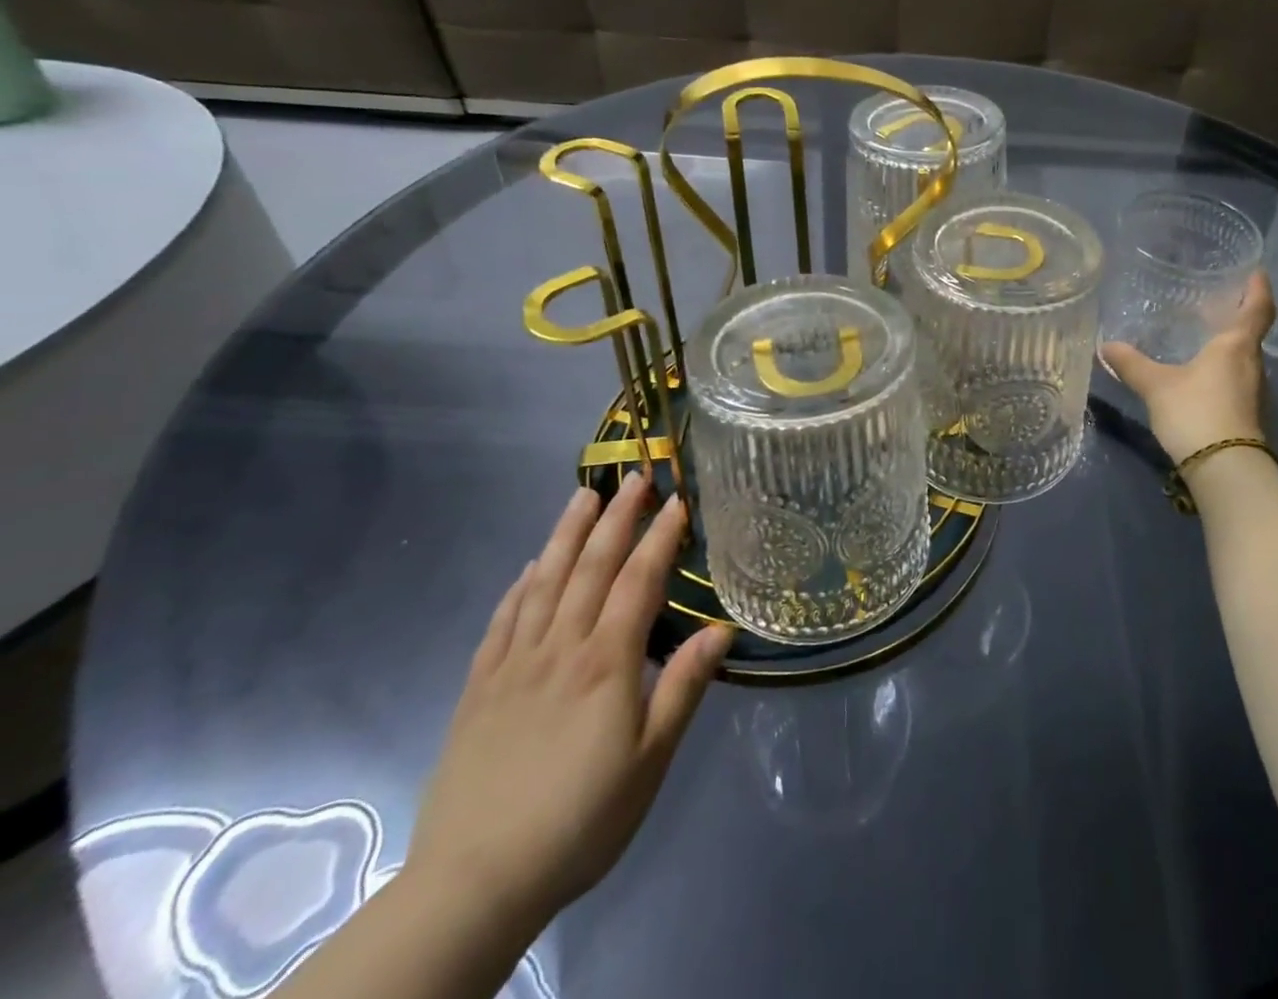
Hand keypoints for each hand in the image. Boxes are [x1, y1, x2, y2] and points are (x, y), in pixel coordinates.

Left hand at [406, 480, 731, 930]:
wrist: (475, 882)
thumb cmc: (581, 819)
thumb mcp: (649, 761)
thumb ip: (683, 687)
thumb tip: (721, 627)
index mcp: (606, 663)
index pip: (638, 582)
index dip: (660, 537)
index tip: (677, 500)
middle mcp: (560, 648)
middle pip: (590, 567)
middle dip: (616, 517)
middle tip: (634, 476)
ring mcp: (514, 664)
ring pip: (543, 582)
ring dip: (566, 534)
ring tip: (583, 495)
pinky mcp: (479, 688)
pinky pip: (503, 621)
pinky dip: (519, 587)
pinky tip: (529, 568)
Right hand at [1102, 272, 1275, 464]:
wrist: (1226, 470)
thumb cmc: (1196, 413)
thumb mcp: (1156, 386)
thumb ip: (1132, 365)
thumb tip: (1105, 346)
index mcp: (1236, 347)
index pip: (1257, 309)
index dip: (1258, 288)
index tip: (1257, 272)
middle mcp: (1253, 366)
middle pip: (1250, 336)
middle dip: (1235, 321)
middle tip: (1215, 308)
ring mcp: (1257, 395)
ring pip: (1244, 363)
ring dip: (1228, 351)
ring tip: (1203, 345)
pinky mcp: (1251, 419)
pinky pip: (1239, 386)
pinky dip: (1224, 376)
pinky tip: (1202, 383)